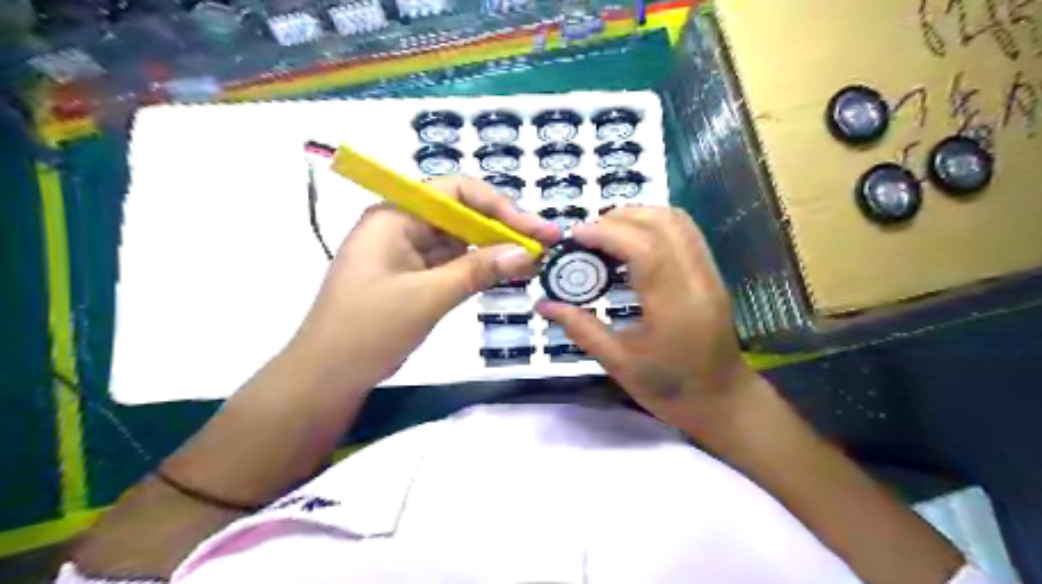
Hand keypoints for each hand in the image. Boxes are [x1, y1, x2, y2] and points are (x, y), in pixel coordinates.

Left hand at [293, 176, 556, 389]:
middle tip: (544, 245)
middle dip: (503, 228)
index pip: (456, 192)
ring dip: (494, 249)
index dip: (499, 206)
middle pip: (461, 214)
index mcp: (396, 215)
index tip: (533, 229)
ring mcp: (407, 251)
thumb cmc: (370, 328)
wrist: (328, 375)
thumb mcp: (428, 296)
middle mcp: (402, 225)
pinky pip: (452, 263)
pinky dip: (479, 268)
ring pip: (460, 240)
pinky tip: (506, 274)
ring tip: (533, 260)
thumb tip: (527, 252)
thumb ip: (478, 270)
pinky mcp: (413, 275)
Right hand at [537, 208, 757, 430]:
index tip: (575, 235)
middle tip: (588, 235)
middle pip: (662, 223)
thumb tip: (543, 304)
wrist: (721, 399)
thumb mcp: (619, 364)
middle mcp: (696, 280)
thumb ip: (581, 329)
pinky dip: (655, 224)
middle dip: (619, 218)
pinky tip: (632, 242)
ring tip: (607, 233)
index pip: (644, 248)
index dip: (607, 233)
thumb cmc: (669, 388)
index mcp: (674, 306)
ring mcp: (709, 273)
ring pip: (678, 221)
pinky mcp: (711, 272)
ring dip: (639, 215)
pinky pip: (685, 232)